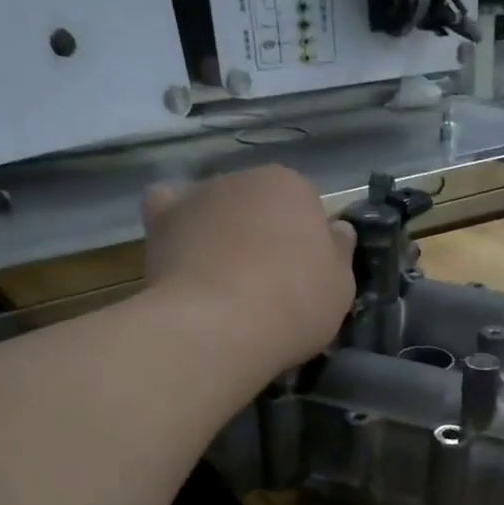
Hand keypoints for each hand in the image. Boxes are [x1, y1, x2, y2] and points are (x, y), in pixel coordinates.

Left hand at [142, 166, 356, 373]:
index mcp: (293, 187)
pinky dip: (176, 222)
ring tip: (223, 278)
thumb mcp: (341, 286)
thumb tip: (337, 229)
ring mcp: (199, 195)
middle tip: (267, 281)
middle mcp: (244, 177)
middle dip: (263, 232)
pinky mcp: (162, 219)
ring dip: (223, 230)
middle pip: (259, 203)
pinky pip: (169, 208)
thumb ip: (340, 251)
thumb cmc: (294, 304)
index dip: (306, 242)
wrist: (220, 327)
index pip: (305, 205)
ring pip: (218, 207)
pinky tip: (184, 248)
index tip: (304, 275)